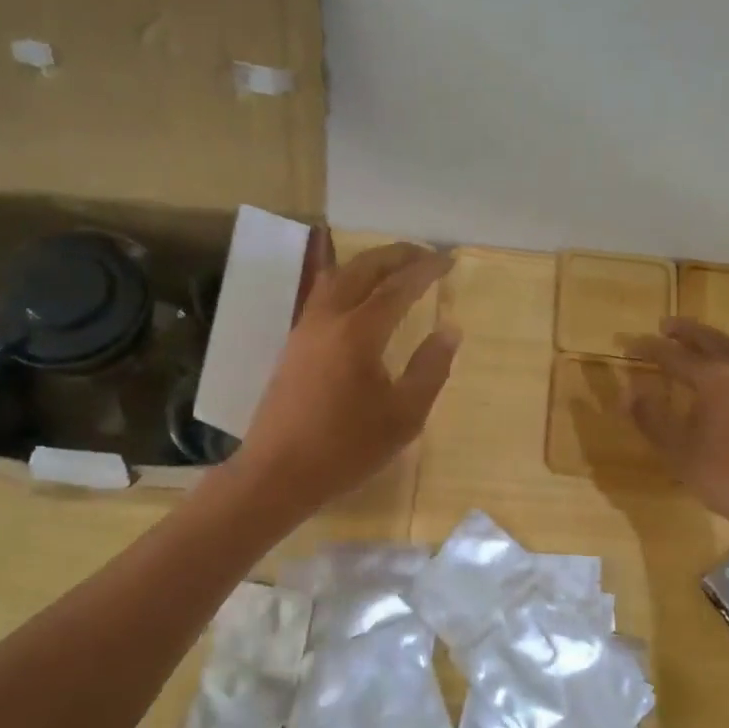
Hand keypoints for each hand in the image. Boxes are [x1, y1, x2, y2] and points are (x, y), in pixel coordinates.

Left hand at [235, 232, 459, 511]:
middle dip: (396, 255)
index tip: (449, 259)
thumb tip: (450, 331)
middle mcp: (328, 318)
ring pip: (337, 277)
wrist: (278, 472)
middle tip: (425, 255)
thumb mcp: (403, 416)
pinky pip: (323, 294)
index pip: (398, 286)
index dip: (426, 269)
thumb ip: (430, 369)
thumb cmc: (346, 448)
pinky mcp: (293, 344)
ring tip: (394, 269)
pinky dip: (348, 282)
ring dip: (369, 264)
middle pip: (363, 268)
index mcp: (358, 331)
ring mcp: (305, 328)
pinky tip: (358, 297)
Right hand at [622, 318, 728, 529]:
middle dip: (684, 332)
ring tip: (690, 339)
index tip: (626, 345)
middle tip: (663, 325)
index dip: (648, 349)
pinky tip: (721, 367)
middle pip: (709, 340)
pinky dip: (727, 353)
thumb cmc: (726, 475)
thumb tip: (629, 391)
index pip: (673, 355)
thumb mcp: (677, 449)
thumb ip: (650, 417)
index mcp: (716, 377)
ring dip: (709, 339)